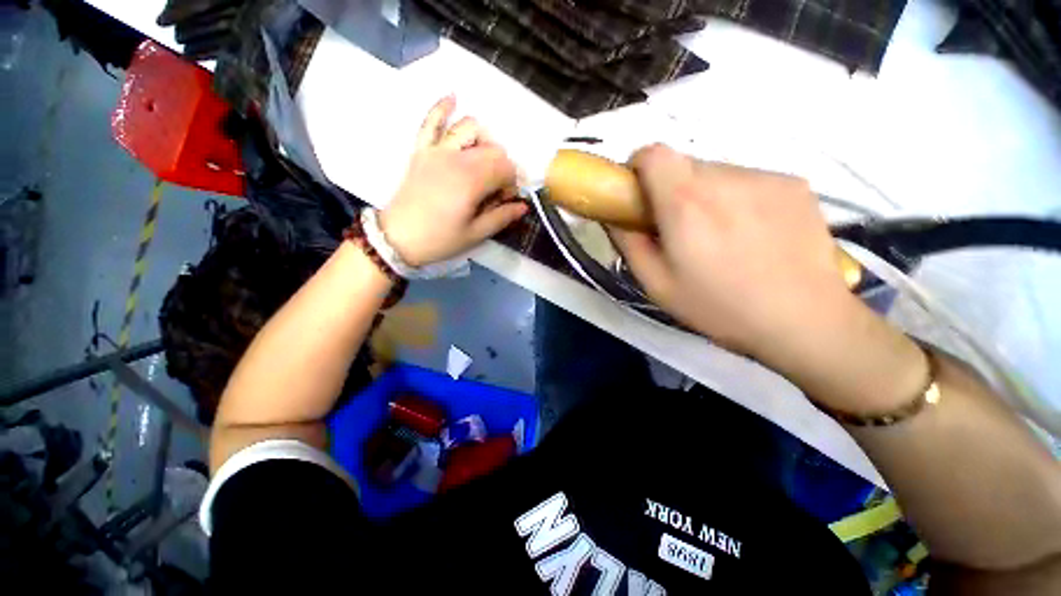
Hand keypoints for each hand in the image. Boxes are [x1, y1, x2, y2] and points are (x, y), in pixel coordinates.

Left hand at [379, 96, 527, 266]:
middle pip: (493, 149)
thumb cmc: (439, 239)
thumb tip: (522, 207)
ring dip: (484, 140)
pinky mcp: (421, 151)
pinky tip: (453, 98)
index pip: (505, 168)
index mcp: (472, 181)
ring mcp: (437, 151)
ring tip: (485, 159)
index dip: (512, 183)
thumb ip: (502, 217)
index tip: (505, 200)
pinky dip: (442, 108)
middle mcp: (457, 158)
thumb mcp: (475, 234)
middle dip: (502, 167)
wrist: (398, 238)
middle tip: (496, 190)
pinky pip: (431, 122)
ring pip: (469, 129)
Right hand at [611, 145, 926, 411]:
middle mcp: (725, 178)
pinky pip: (749, 181)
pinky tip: (751, 235)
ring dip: (705, 196)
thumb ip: (629, 244)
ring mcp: (765, 177)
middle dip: (670, 190)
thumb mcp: (657, 284)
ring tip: (719, 237)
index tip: (639, 197)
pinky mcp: (795, 184)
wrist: (805, 322)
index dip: (639, 169)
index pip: (653, 154)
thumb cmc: (718, 307)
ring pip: (716, 173)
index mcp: (685, 203)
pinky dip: (737, 199)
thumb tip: (615, 218)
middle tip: (679, 229)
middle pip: (683, 164)